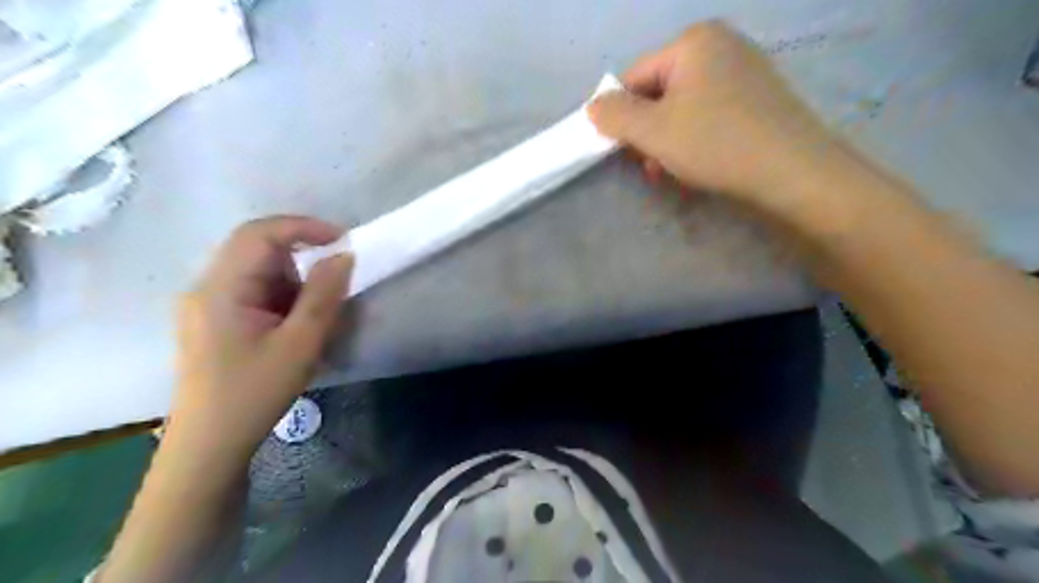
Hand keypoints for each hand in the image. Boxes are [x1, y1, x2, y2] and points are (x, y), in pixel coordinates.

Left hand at [168, 217, 351, 462]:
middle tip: (337, 278)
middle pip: (257, 249)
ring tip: (316, 315)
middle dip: (303, 257)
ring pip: (259, 271)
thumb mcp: (300, 344)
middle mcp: (207, 287)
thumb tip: (343, 256)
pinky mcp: (215, 320)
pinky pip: (254, 292)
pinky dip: (283, 298)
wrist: (209, 446)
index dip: (304, 227)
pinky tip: (295, 328)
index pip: (260, 233)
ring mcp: (208, 304)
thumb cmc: (254, 393)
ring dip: (295, 282)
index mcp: (220, 288)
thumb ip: (323, 295)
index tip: (344, 240)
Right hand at [588, 21, 837, 209]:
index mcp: (694, 42)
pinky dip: (695, 140)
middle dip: (648, 133)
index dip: (622, 116)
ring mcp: (744, 72)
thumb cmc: (716, 144)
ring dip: (668, 142)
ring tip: (670, 172)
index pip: (635, 77)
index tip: (623, 151)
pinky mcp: (759, 99)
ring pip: (684, 109)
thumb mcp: (653, 131)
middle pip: (660, 92)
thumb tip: (593, 106)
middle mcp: (721, 46)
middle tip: (649, 166)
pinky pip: (710, 116)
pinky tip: (697, 166)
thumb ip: (615, 115)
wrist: (793, 172)